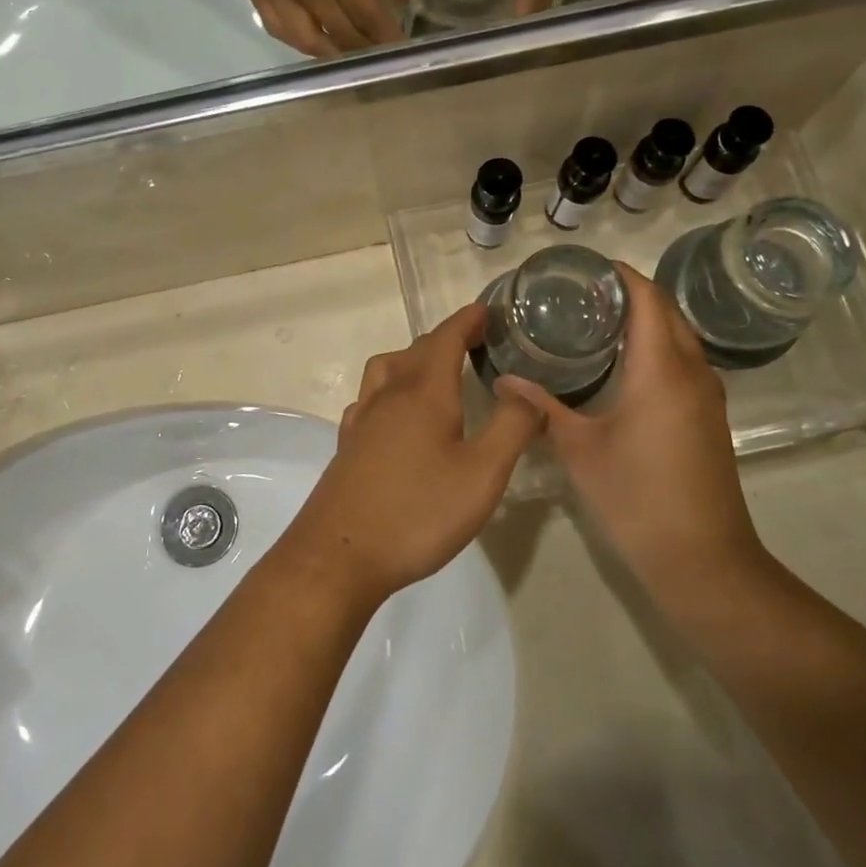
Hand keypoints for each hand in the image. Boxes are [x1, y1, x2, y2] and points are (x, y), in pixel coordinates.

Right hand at [154, 0, 404, 57]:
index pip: (364, 6)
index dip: (387, 30)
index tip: (406, 46)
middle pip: (341, 31)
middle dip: (368, 48)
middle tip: (389, 56)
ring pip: (310, 39)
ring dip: (337, 54)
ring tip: (357, 56)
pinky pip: (279, 28)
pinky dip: (302, 43)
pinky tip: (316, 42)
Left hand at [283, 305, 543, 603]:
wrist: (339, 556)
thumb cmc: (417, 512)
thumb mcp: (482, 474)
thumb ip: (511, 427)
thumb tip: (526, 389)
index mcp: (423, 393)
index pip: (446, 338)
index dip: (468, 321)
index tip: (488, 311)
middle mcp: (389, 396)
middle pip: (416, 350)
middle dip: (447, 338)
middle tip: (476, 342)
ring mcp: (362, 420)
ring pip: (386, 369)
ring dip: (413, 359)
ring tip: (436, 372)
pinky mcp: (347, 446)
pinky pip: (369, 398)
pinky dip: (389, 390)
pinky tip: (396, 414)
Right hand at [500, 268, 766, 599]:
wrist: (702, 558)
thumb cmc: (636, 497)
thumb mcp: (579, 449)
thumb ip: (542, 408)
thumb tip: (504, 380)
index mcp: (661, 369)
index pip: (647, 299)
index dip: (621, 275)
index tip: (586, 268)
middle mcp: (692, 371)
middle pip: (666, 312)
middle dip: (631, 293)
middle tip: (583, 294)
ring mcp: (707, 395)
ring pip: (679, 337)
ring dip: (647, 320)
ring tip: (598, 320)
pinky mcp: (710, 417)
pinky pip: (684, 362)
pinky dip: (657, 347)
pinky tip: (623, 365)